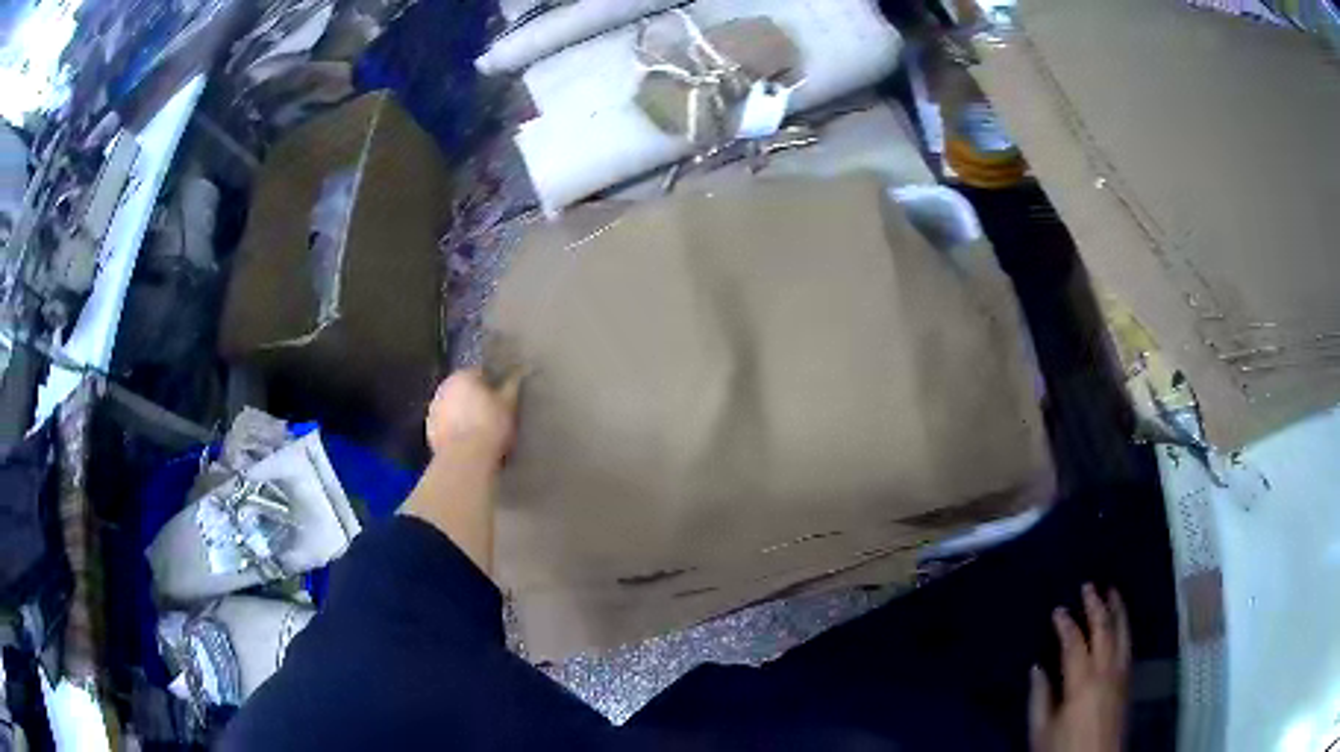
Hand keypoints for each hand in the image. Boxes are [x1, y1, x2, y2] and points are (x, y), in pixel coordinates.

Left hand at [425, 369, 521, 464]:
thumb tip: (517, 372)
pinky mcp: (429, 430)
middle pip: (463, 389)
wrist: (466, 459)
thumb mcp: (509, 404)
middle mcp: (444, 387)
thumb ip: (512, 385)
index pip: (480, 372)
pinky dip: (453, 429)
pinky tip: (465, 441)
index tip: (501, 398)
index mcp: (463, 375)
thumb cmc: (490, 426)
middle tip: (491, 414)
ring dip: (462, 413)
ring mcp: (434, 409)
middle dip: (474, 398)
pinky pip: (445, 425)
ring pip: (452, 407)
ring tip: (477, 430)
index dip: (492, 385)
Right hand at [1029, 584, 1130, 751]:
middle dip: (1097, 606)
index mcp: (1082, 681)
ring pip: (1123, 634)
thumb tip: (1038, 668)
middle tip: (1089, 585)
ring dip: (1117, 611)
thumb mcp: (1042, 731)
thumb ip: (1040, 698)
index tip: (1058, 609)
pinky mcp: (1128, 683)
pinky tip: (1121, 625)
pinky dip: (1124, 629)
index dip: (1066, 624)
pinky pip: (1128, 647)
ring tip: (1112, 592)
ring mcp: (1121, 675)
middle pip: (1104, 630)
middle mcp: (1106, 671)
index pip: (1075, 643)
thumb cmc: (1063, 750)